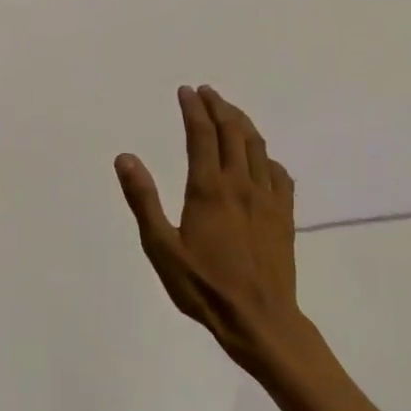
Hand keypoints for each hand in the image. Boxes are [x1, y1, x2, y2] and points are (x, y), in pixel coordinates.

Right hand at [115, 85, 314, 378]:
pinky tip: (261, 159)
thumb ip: (143, 199)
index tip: (185, 91)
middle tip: (206, 92)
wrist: (260, 319)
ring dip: (242, 123)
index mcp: (209, 188)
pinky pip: (279, 173)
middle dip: (218, 107)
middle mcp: (241, 184)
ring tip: (230, 112)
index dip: (193, 109)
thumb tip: (126, 157)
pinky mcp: (284, 215)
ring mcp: (267, 199)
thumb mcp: (161, 247)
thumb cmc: (203, 286)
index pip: (202, 134)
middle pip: (233, 132)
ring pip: (258, 147)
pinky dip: (266, 156)